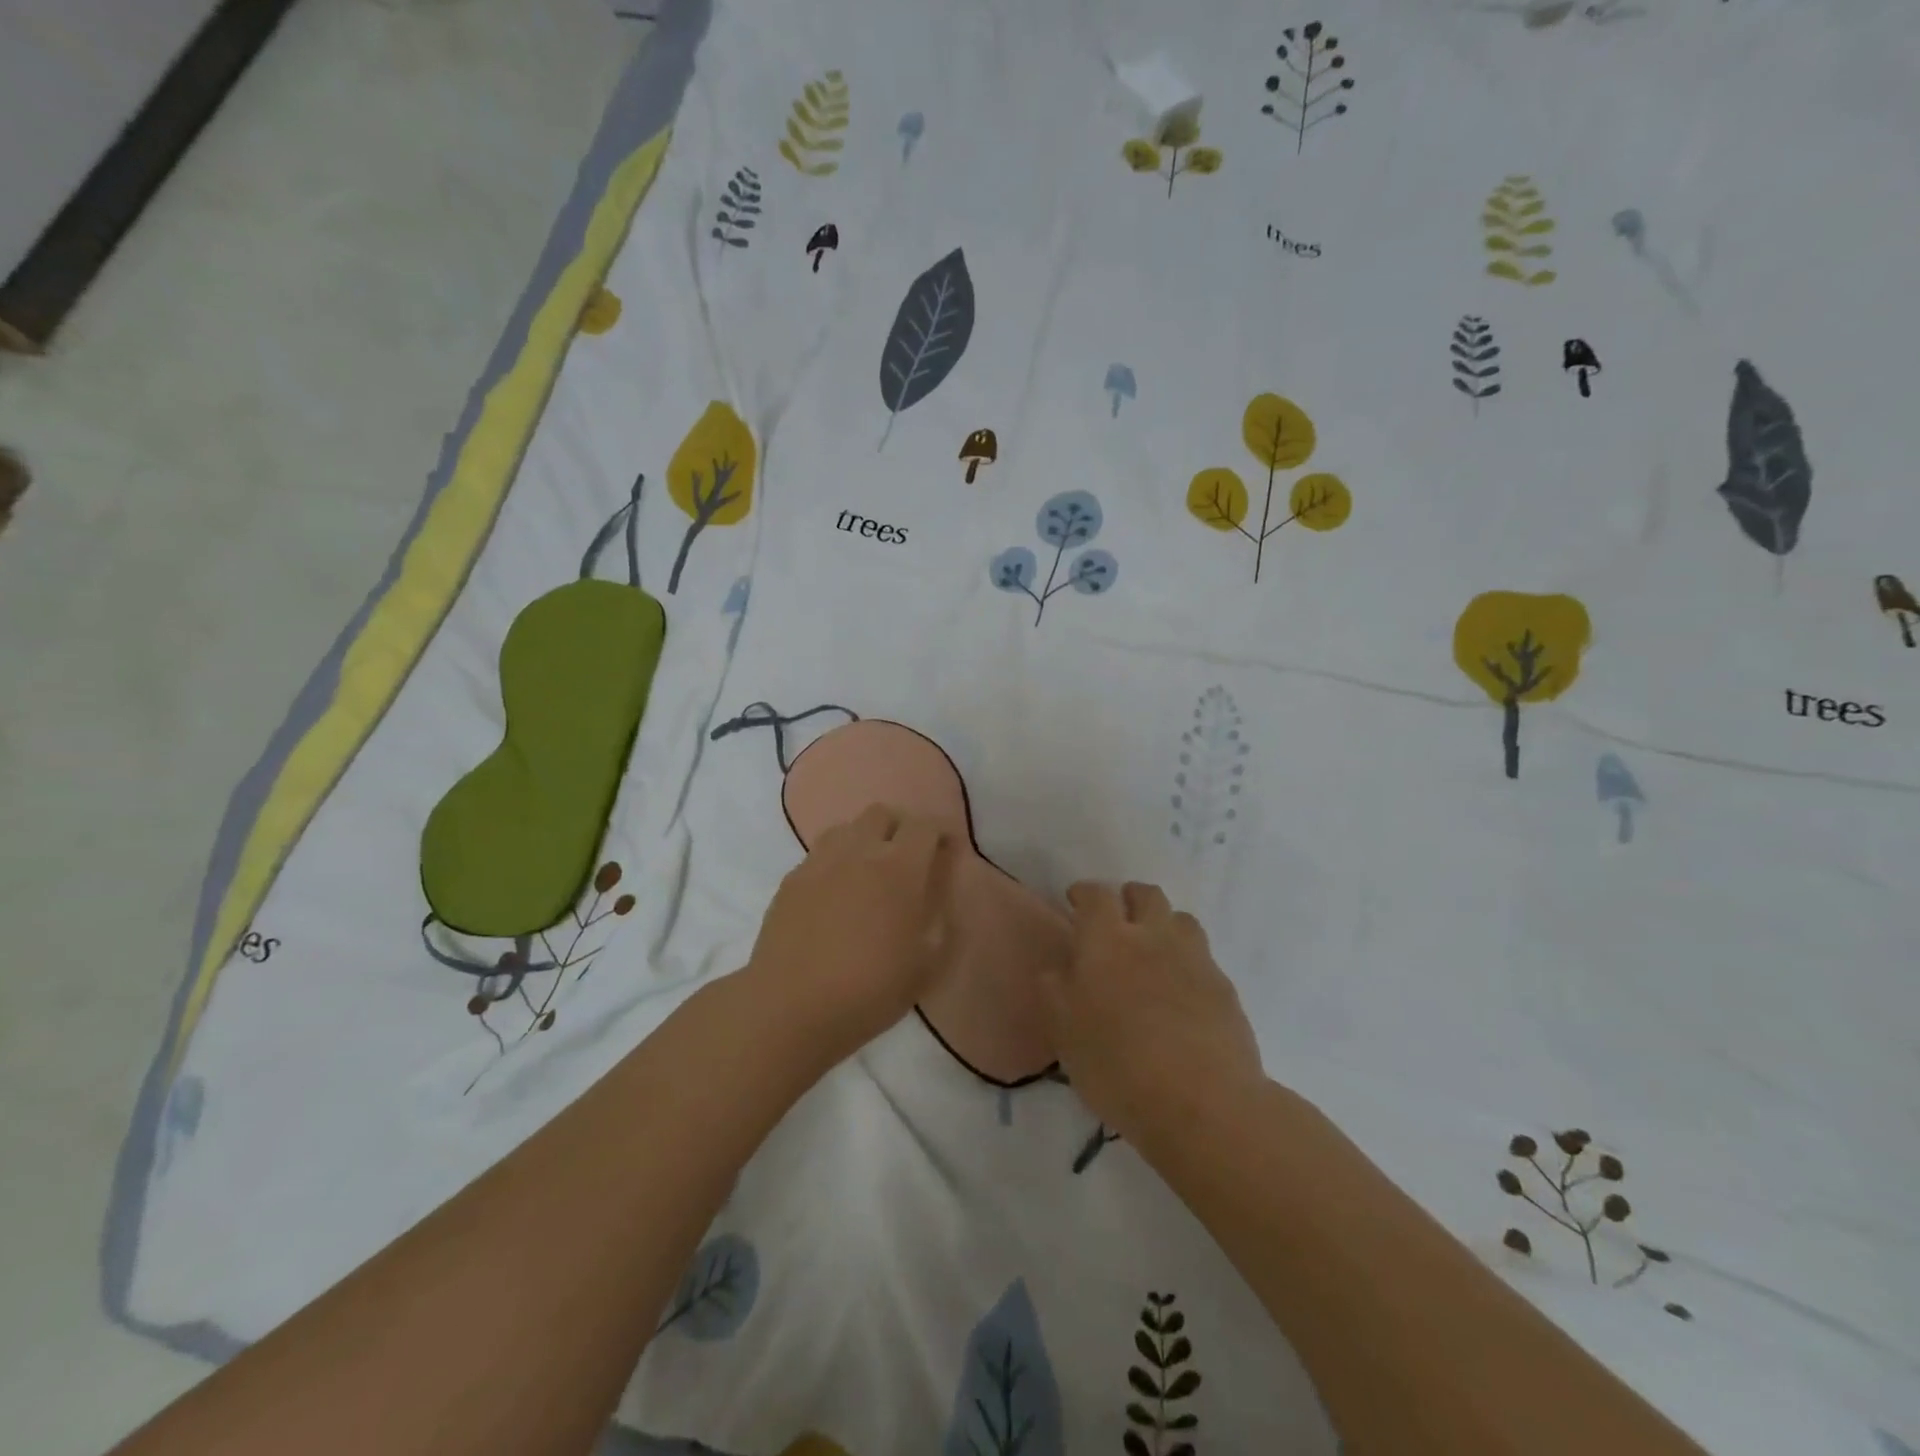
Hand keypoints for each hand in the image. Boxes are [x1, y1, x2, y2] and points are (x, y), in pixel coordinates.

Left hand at [744, 805, 957, 1070]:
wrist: (790, 1008)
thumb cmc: (869, 991)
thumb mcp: (925, 968)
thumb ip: (943, 926)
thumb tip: (943, 900)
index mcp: (899, 869)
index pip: (925, 826)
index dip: (941, 831)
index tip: (948, 849)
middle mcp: (859, 853)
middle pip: (882, 813)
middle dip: (901, 826)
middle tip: (909, 856)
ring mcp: (819, 863)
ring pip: (846, 828)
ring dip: (864, 838)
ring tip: (869, 869)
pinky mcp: (790, 881)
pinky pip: (818, 855)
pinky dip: (835, 862)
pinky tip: (835, 892)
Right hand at [1040, 882, 1264, 1155]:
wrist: (1202, 1102)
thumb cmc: (1117, 1065)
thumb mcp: (1064, 1032)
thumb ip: (1056, 990)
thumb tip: (1060, 969)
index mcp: (1107, 941)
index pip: (1096, 896)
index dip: (1084, 893)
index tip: (1075, 901)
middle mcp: (1153, 936)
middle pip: (1146, 895)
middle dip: (1129, 898)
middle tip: (1118, 920)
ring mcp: (1194, 959)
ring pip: (1181, 920)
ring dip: (1164, 925)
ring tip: (1154, 952)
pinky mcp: (1224, 988)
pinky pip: (1203, 959)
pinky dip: (1188, 964)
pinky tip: (1181, 994)